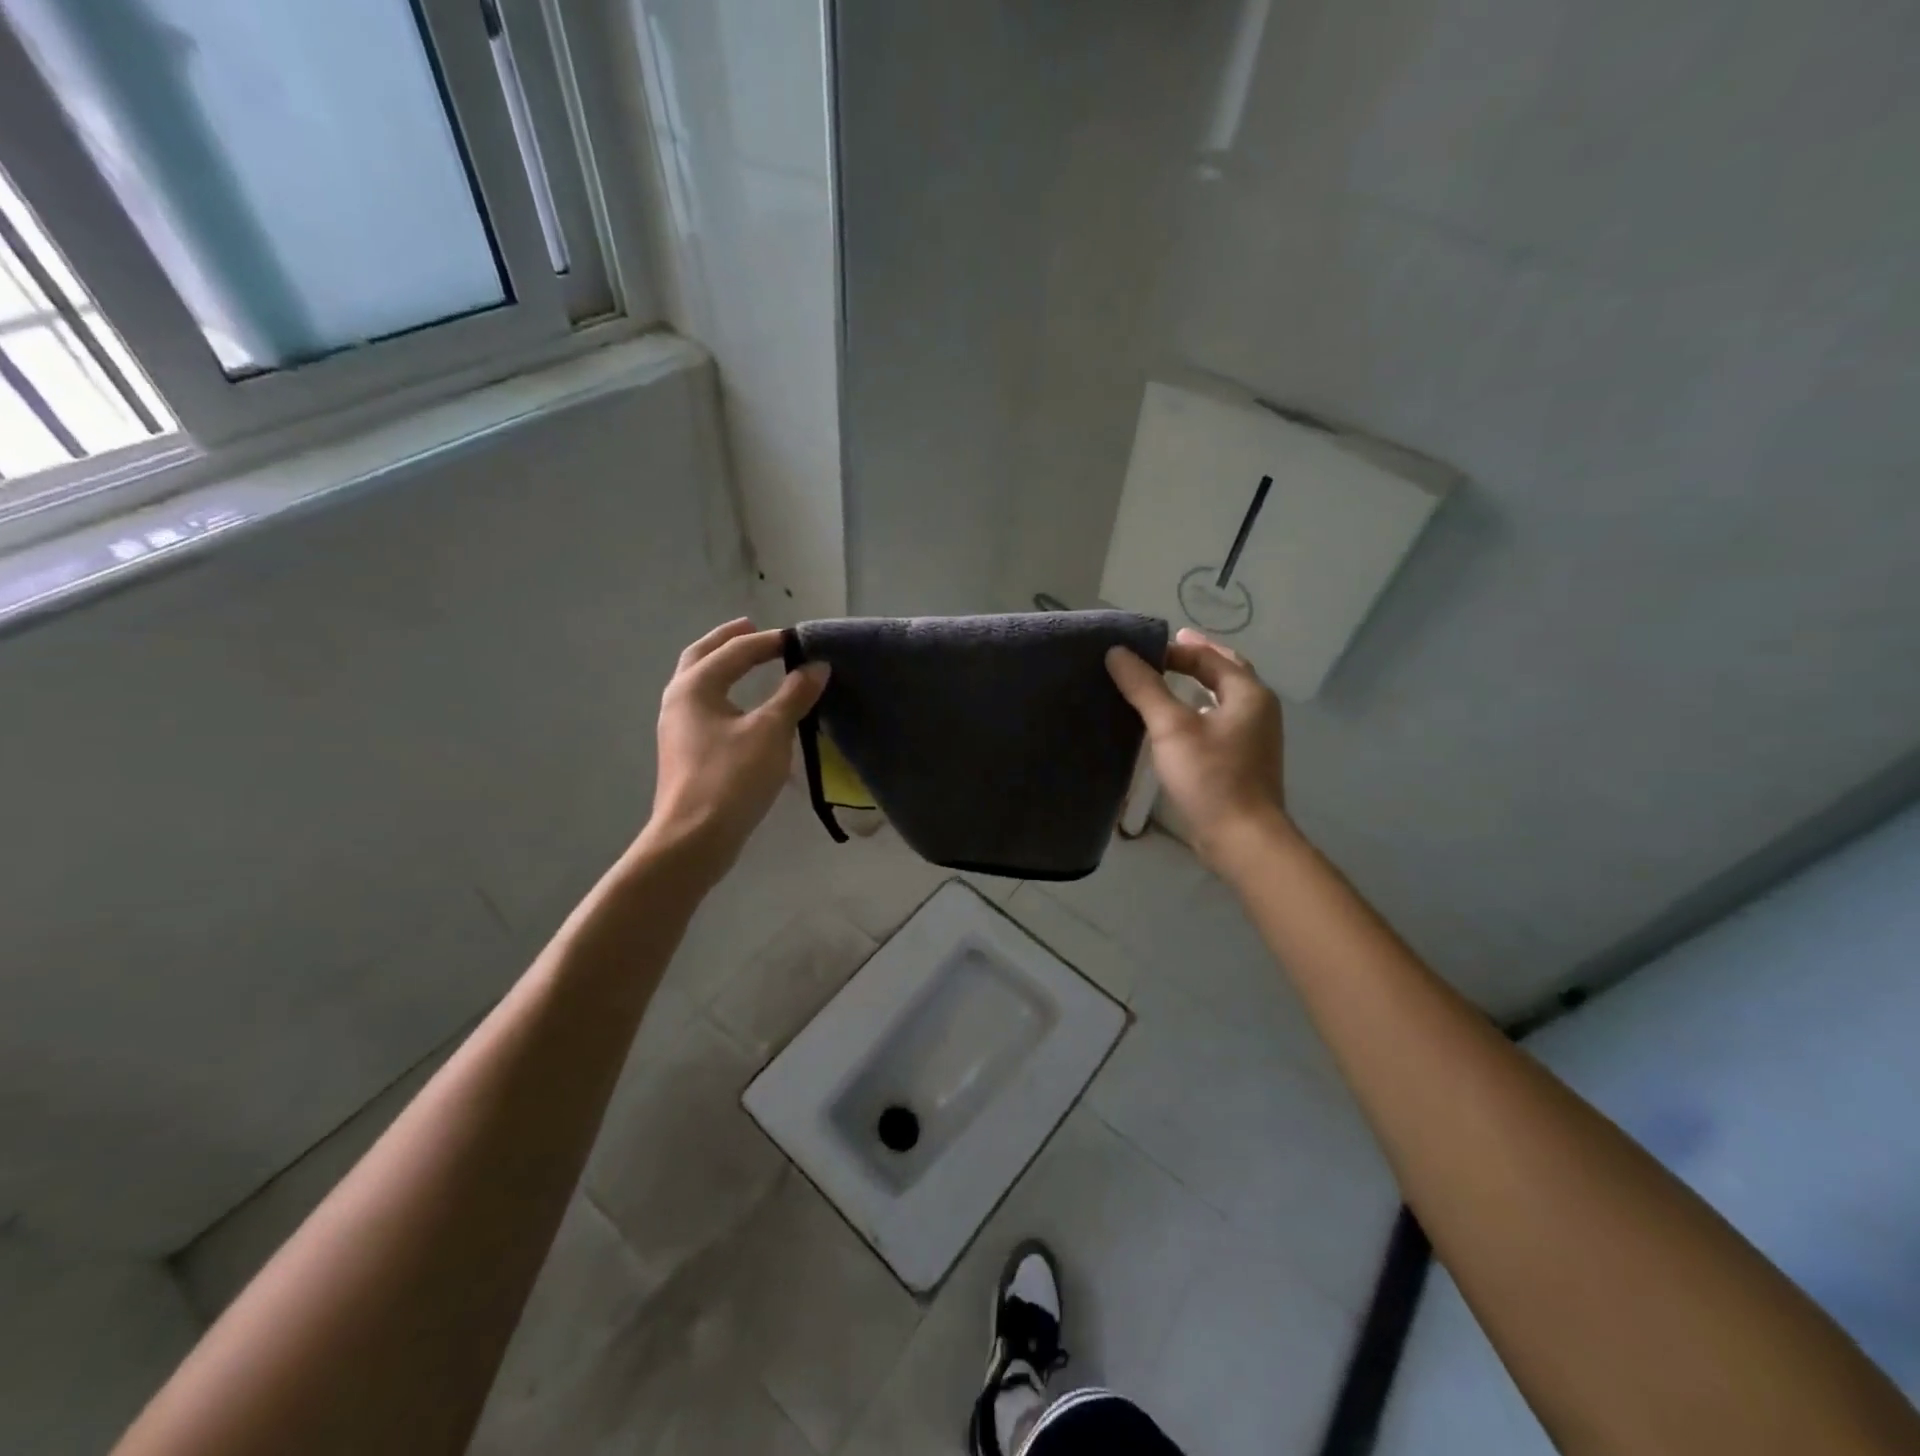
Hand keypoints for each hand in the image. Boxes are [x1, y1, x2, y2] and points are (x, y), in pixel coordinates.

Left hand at [642, 619, 828, 881]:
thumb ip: (794, 694)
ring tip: (749, 662)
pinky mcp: (685, 751)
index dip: (769, 642)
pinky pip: (705, 707)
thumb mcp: (771, 731)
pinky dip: (724, 693)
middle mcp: (679, 700)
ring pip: (700, 683)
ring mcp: (677, 727)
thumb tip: (816, 666)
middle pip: (702, 657)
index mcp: (695, 686)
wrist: (694, 838)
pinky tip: (744, 707)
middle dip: (728, 640)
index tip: (800, 641)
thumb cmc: (732, 777)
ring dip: (723, 666)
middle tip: (754, 628)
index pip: (736, 650)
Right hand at [1106, 627, 1291, 870]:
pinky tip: (1177, 722)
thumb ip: (1145, 687)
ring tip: (1165, 681)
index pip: (1209, 656)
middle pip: (1225, 671)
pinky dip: (1199, 711)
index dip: (1174, 649)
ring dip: (1198, 685)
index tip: (1139, 652)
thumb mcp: (1171, 727)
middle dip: (1195, 659)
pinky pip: (1220, 722)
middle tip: (1162, 652)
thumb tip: (1117, 653)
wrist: (1242, 839)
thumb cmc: (1210, 777)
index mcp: (1248, 693)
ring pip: (1224, 698)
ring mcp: (1254, 737)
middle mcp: (1258, 709)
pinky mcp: (1244, 761)